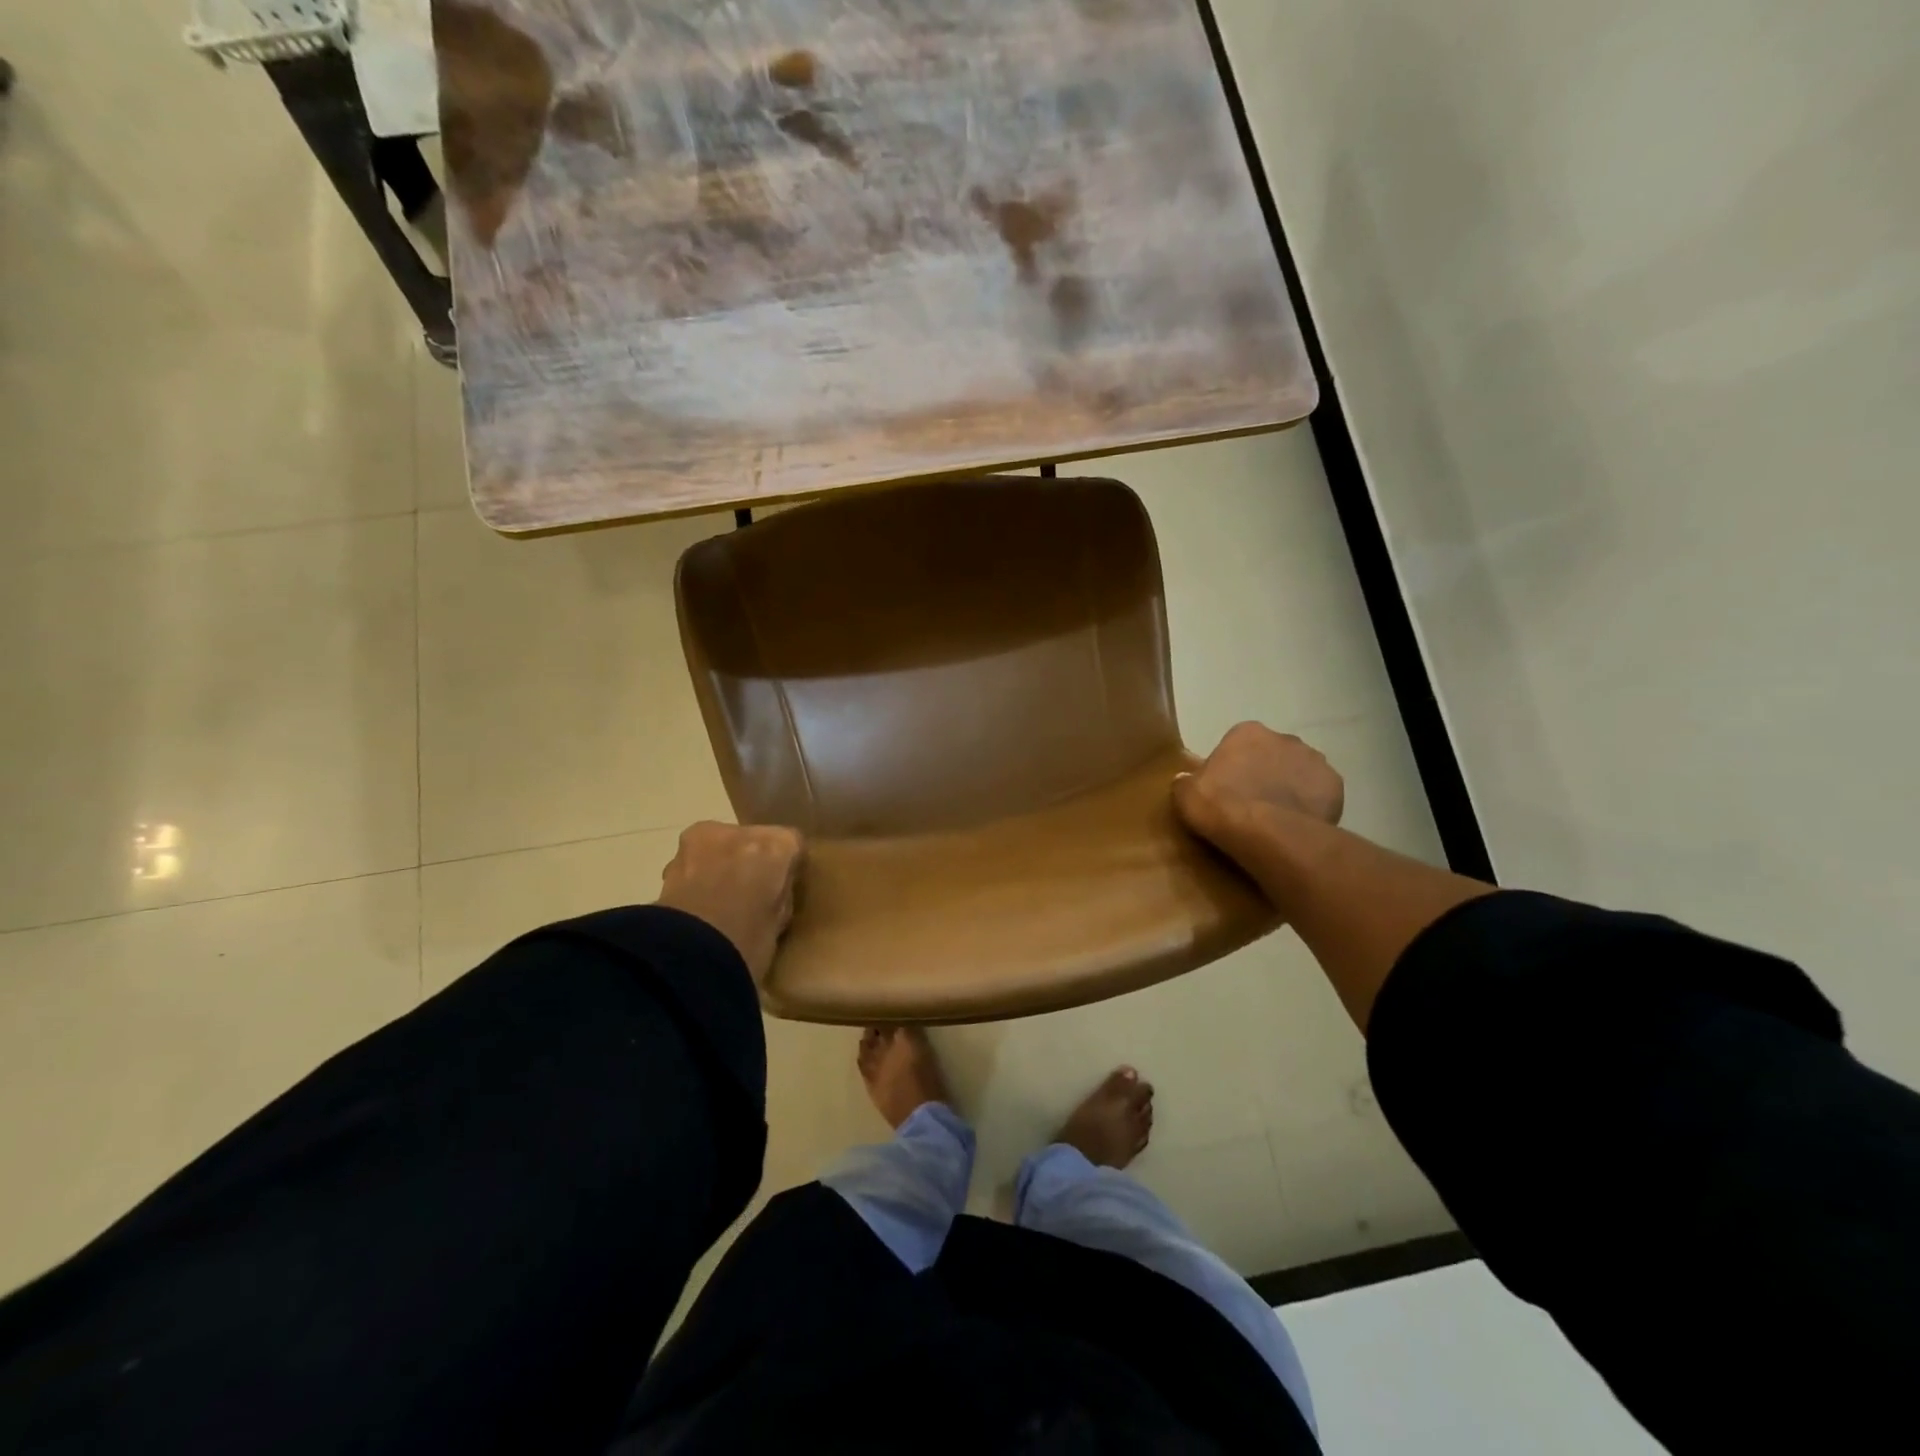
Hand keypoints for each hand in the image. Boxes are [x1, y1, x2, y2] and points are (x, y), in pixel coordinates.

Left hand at [657, 822, 803, 986]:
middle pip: (751, 840)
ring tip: (718, 902)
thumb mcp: (779, 920)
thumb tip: (771, 891)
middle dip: (749, 861)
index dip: (786, 866)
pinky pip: (693, 865)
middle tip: (748, 895)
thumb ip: (779, 893)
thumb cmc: (748, 943)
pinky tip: (697, 907)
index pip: (791, 844)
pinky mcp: (669, 862)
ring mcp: (700, 844)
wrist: (688, 957)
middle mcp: (739, 833)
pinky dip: (696, 879)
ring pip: (719, 849)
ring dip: (719, 867)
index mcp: (776, 845)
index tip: (782, 886)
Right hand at [1173, 722, 1343, 855]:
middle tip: (1252, 804)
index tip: (1227, 790)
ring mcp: (1314, 760)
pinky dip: (1312, 806)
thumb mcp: (1185, 794)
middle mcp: (1285, 738)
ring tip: (1277, 817)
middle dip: (1266, 773)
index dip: (1233, 767)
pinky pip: (1320, 794)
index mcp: (1247, 732)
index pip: (1238, 744)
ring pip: (1300, 773)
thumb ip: (1186, 781)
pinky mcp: (1335, 786)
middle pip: (1273, 755)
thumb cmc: (1219, 806)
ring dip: (1291, 788)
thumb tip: (1184, 780)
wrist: (1265, 833)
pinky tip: (1299, 824)